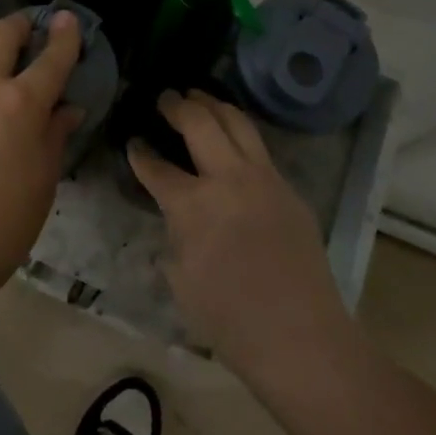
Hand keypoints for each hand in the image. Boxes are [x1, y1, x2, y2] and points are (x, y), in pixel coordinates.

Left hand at [0, 10, 82, 284]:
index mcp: (21, 103)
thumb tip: (66, 110)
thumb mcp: (43, 180)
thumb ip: (54, 136)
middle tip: (26, 34)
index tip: (67, 19)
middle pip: (0, 32)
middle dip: (19, 26)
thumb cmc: (2, 224)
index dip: (64, 35)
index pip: (51, 57)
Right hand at [129, 91, 351, 381]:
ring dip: (213, 104)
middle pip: (199, 122)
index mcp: (192, 204)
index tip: (133, 142)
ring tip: (198, 96)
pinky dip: (239, 131)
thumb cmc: (230, 320)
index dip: (140, 153)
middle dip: (177, 105)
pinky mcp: (288, 189)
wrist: (302, 338)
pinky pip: (259, 147)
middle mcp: (228, 178)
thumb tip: (176, 216)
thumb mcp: (181, 278)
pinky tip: (232, 136)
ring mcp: (263, 178)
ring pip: (236, 121)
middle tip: (165, 98)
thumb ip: (174, 235)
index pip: (156, 167)